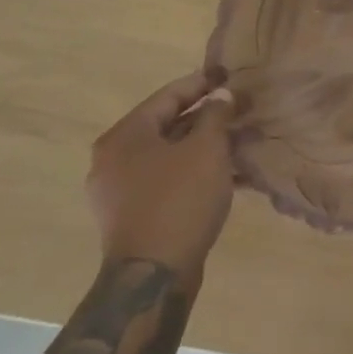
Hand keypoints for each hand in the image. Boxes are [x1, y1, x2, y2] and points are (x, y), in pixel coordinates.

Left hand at [87, 69, 235, 291]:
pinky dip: (194, 172)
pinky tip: (227, 176)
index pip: (167, 96)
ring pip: (169, 155)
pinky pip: (167, 180)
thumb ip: (215, 115)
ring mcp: (119, 191)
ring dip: (204, 147)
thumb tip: (221, 95)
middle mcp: (113, 159)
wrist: (153, 276)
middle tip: (239, 111)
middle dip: (206, 118)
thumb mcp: (207, 149)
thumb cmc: (179, 200)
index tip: (228, 77)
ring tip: (240, 142)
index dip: (201, 84)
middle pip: (167, 125)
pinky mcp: (132, 216)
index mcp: (124, 136)